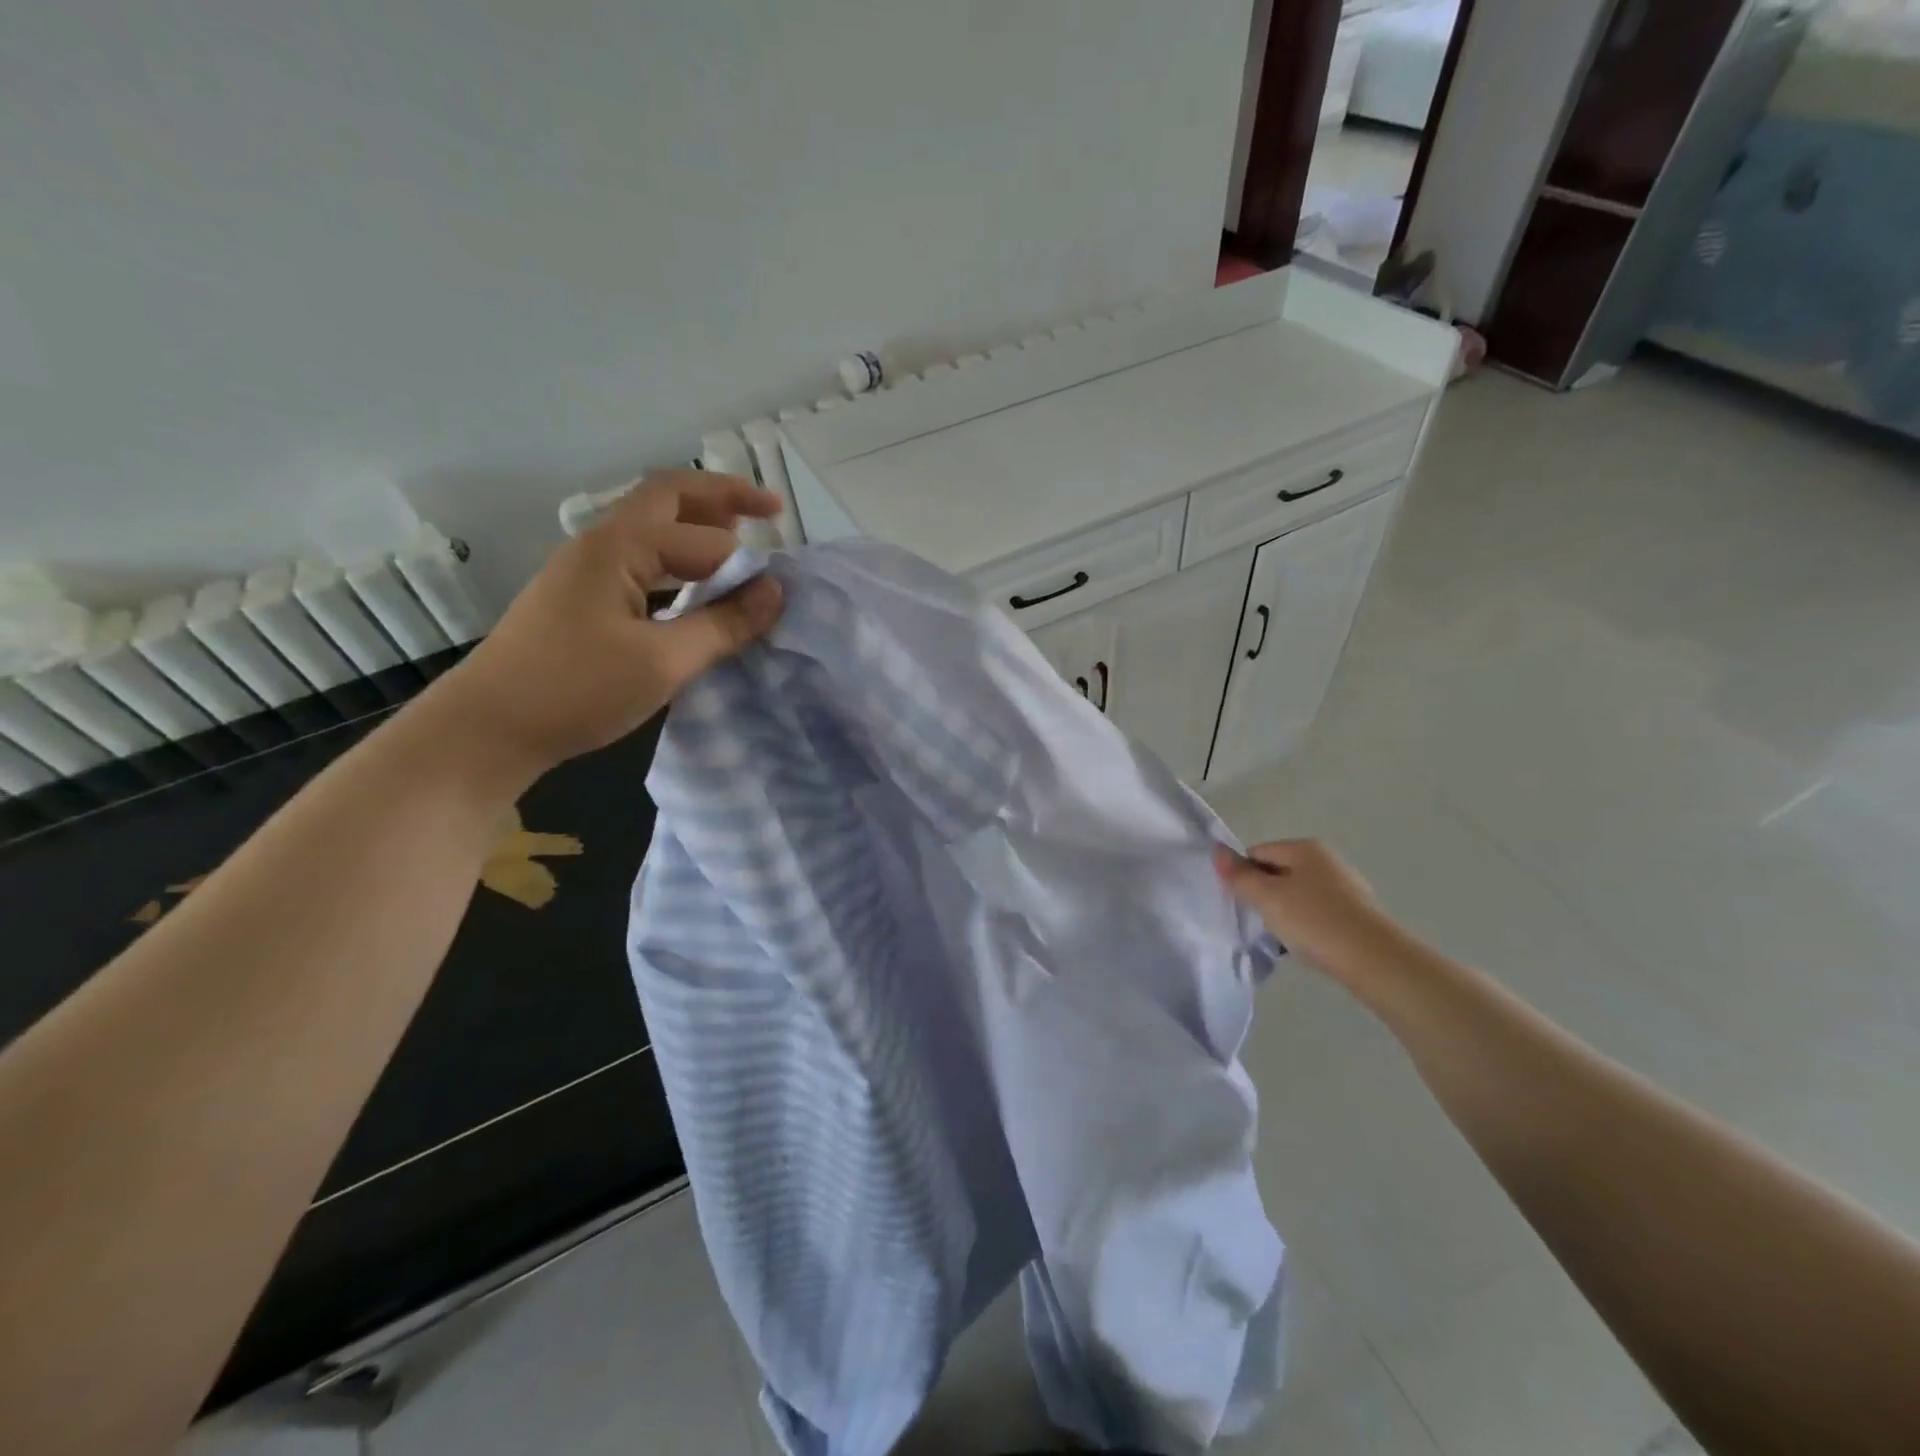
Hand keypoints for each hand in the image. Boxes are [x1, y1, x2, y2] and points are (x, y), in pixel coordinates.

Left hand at [423, 472, 783, 785]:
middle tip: (771, 509)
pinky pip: (640, 561)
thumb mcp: (662, 662)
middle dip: (722, 498)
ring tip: (740, 538)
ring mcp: (585, 570)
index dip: (745, 563)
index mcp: (619, 547)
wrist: (487, 729)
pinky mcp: (581, 599)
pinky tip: (694, 587)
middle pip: (668, 498)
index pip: (702, 539)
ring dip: (696, 526)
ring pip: (651, 528)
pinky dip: (676, 561)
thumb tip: (776, 593)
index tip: (779, 597)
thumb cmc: (576, 690)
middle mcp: (600, 544)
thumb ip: (723, 625)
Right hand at [1213, 839, 1403, 984]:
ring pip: (1297, 895)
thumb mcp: (1267, 897)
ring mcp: (1345, 887)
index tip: (1241, 903)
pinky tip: (1305, 945)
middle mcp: (1327, 860)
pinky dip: (1306, 925)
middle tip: (1259, 922)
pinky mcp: (1356, 913)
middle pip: (1278, 872)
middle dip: (1263, 896)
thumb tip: (1217, 851)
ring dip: (1284, 913)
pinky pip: (1317, 913)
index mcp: (1305, 848)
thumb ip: (1240, 875)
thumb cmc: (1315, 921)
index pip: (1257, 853)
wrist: (1376, 961)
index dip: (1243, 876)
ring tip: (1282, 938)